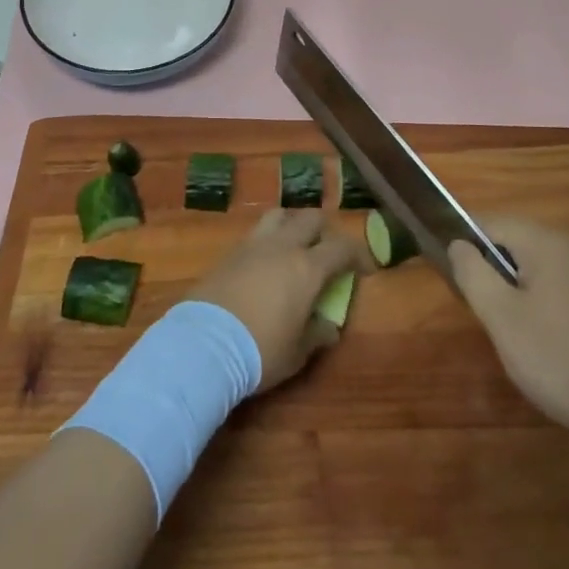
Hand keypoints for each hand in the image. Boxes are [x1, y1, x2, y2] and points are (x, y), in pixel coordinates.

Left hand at [189, 208, 369, 390]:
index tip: (364, 269)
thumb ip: (316, 334)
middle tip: (328, 252)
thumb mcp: (297, 353)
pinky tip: (265, 262)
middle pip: (310, 218)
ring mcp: (253, 245)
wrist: (204, 345)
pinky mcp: (228, 253)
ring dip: (293, 224)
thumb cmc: (260, 351)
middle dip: (325, 231)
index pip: (342, 247)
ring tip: (294, 246)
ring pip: (280, 215)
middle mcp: (282, 247)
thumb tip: (328, 327)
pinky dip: (267, 240)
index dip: (358, 254)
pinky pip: (255, 234)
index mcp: (307, 268)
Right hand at [450, 219, 568, 454]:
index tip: (453, 278)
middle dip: (494, 269)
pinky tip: (550, 342)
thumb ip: (474, 274)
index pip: (491, 222)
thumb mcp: (503, 319)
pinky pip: (566, 286)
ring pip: (543, 266)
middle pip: (518, 242)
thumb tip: (459, 244)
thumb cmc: (563, 361)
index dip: (465, 243)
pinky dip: (547, 303)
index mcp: (547, 241)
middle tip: (483, 312)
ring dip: (520, 289)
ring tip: (513, 332)